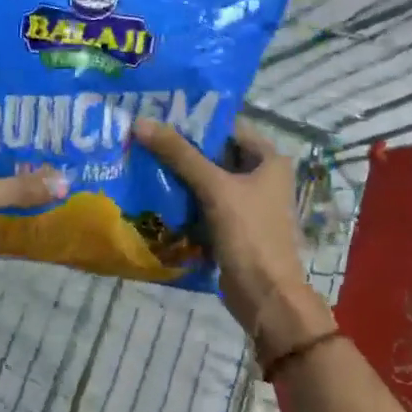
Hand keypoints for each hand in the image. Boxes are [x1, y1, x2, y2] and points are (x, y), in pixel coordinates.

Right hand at [133, 118, 334, 360]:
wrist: (266, 297)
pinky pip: (205, 204)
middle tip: (144, 136)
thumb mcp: (214, 189)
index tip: (159, 114)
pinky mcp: (233, 227)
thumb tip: (142, 122)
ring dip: (180, 175)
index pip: (229, 127)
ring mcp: (248, 204)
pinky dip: (185, 200)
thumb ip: (180, 154)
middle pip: (216, 153)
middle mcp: (262, 177)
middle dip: (183, 148)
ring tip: (142, 160)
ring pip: (208, 180)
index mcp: (269, 160)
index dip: (196, 120)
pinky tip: (155, 194)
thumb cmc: (249, 235)